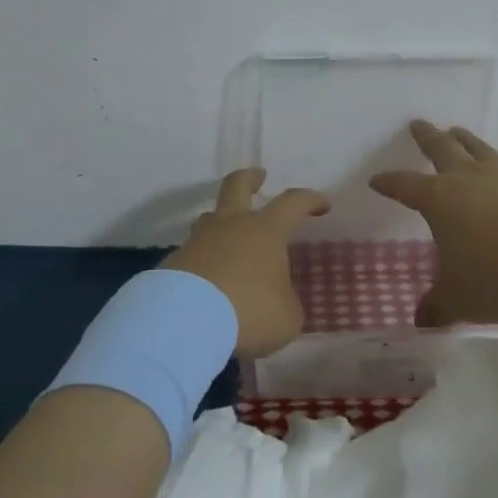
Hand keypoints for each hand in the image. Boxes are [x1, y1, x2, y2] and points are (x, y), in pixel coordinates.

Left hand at [165, 167, 328, 356]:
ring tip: (230, 240)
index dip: (310, 200)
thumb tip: (280, 301)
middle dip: (250, 178)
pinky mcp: (174, 263)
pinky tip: (208, 284)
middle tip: (259, 176)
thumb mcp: (286, 317)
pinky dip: (204, 263)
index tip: (322, 204)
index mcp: (265, 230)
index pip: (293, 203)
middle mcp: (230, 225)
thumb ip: (287, 304)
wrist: (185, 321)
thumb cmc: (248, 310)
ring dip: (222, 222)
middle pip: (237, 186)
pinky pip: (194, 255)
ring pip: (210, 219)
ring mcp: (198, 241)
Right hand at [371, 121, 497, 326]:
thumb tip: (420, 321)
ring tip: (458, 131)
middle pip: (442, 150)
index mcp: (439, 201)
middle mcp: (469, 180)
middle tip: (418, 124)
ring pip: (480, 150)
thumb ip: (438, 306)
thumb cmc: (497, 276)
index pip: (405, 186)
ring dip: (467, 140)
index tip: (376, 180)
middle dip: (427, 138)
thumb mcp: (459, 299)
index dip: (389, 183)